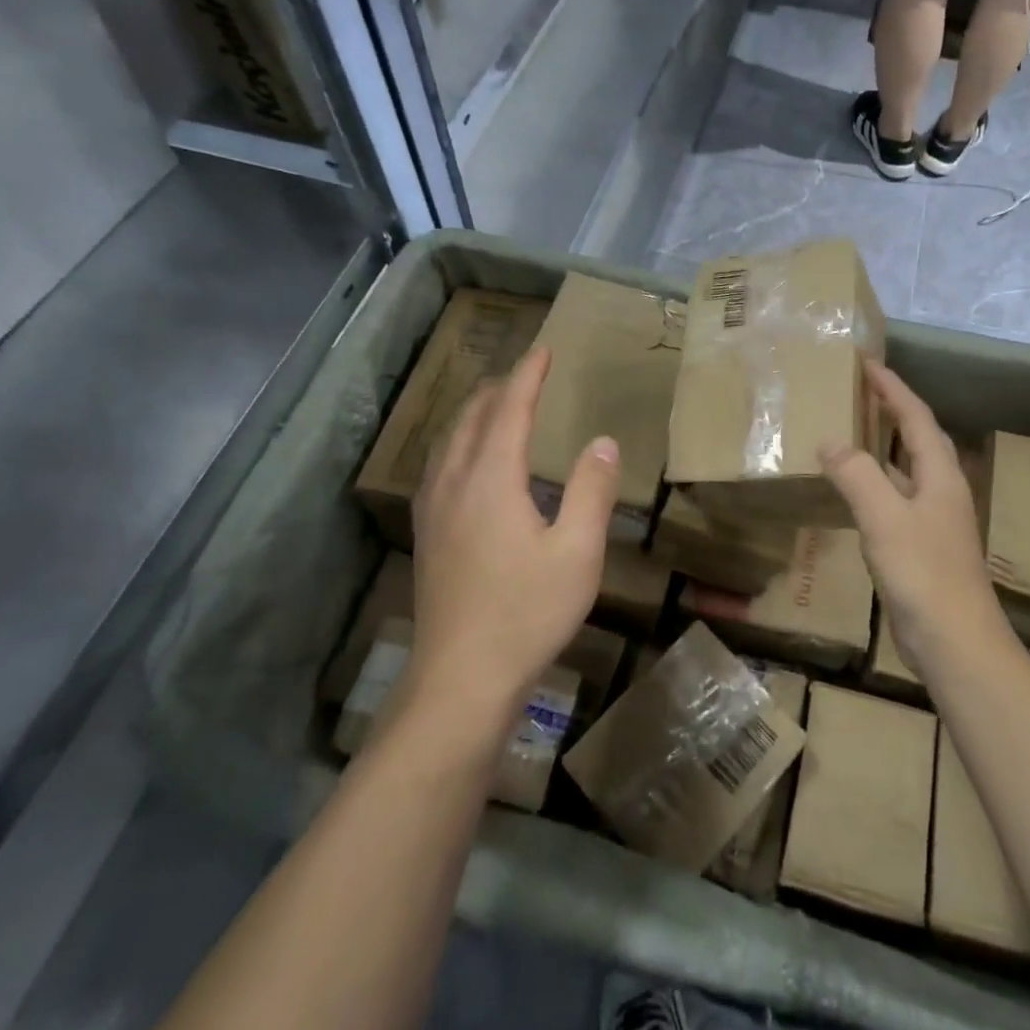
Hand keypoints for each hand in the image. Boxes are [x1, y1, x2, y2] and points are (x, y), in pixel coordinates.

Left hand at [410, 346, 620, 730]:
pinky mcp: (427, 534)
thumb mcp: (578, 553)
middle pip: (473, 417)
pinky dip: (459, 441)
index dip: (528, 376)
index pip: (509, 409)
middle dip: (500, 388)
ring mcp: (433, 509)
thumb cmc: (526, 614)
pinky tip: (467, 460)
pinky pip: (439, 465)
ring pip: (450, 440)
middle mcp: (454, 482)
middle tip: (527, 373)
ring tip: (497, 404)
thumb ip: (591, 492)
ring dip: (476, 412)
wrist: (460, 679)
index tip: (544, 350)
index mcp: (491, 478)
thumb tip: (602, 443)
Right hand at [819, 360, 1005, 675]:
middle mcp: (941, 491)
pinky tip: (853, 491)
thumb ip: (856, 475)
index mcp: (940, 475)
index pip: (915, 417)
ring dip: (883, 445)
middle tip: (860, 390)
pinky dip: (875, 482)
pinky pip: (895, 498)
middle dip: (892, 409)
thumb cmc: (924, 573)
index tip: (867, 362)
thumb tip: (830, 441)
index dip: (892, 388)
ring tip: (852, 430)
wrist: (956, 643)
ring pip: (907, 469)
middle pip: (918, 438)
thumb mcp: (884, 518)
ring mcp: (934, 521)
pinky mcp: (922, 547)